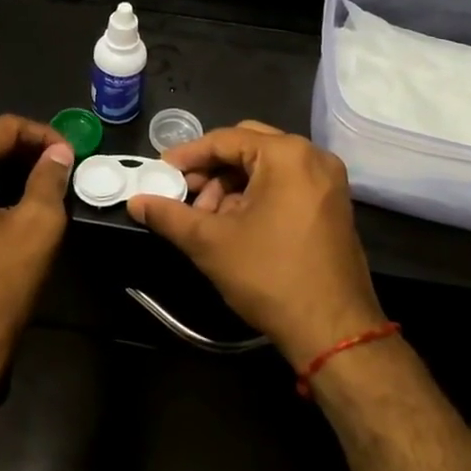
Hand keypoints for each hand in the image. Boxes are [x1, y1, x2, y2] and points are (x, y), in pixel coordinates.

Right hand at [127, 121, 382, 364]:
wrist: (334, 331)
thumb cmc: (270, 276)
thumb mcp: (210, 242)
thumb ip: (169, 215)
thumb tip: (136, 202)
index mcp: (287, 155)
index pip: (225, 139)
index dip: (187, 155)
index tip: (160, 171)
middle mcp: (313, 157)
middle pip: (247, 146)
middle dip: (211, 169)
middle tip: (184, 192)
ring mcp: (328, 181)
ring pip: (266, 166)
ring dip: (231, 185)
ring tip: (207, 218)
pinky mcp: (332, 205)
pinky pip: (286, 183)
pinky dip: (256, 195)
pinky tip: (234, 224)